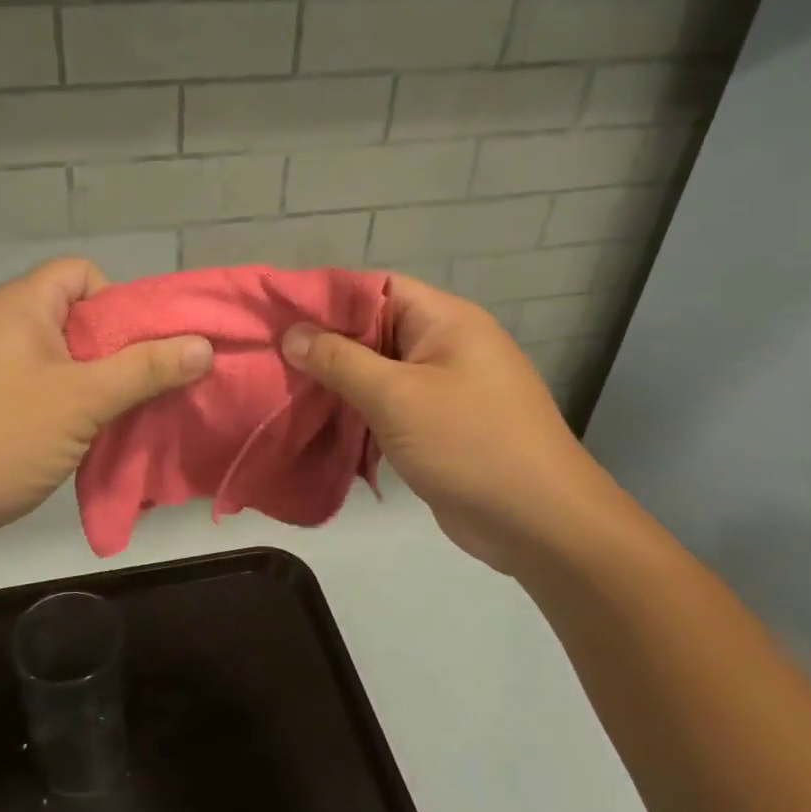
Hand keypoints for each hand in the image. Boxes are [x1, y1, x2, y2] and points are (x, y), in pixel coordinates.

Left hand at [0, 259, 212, 552]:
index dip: (119, 302)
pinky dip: (69, 407)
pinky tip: (88, 439)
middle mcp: (2, 325)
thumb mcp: (83, 400)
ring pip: (62, 360)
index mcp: (21, 305)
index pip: (82, 273)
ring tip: (125, 417)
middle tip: (147, 387)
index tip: (141, 348)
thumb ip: (146, 369)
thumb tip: (203, 345)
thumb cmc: (0, 436)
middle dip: (119, 350)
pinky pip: (41, 390)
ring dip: (98, 385)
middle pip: (77, 318)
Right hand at [282, 276, 624, 578]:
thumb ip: (340, 360)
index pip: (376, 288)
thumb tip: (293, 333)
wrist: (539, 523)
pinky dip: (357, 411)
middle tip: (271, 354)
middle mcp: (446, 344)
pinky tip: (318, 422)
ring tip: (283, 387)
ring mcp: (444, 387)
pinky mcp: (439, 425)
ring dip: (337, 381)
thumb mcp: (396, 396)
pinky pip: (389, 405)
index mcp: (445, 320)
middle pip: (374, 329)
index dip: (326, 297)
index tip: (277, 313)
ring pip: (378, 371)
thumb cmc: (469, 444)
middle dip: (325, 343)